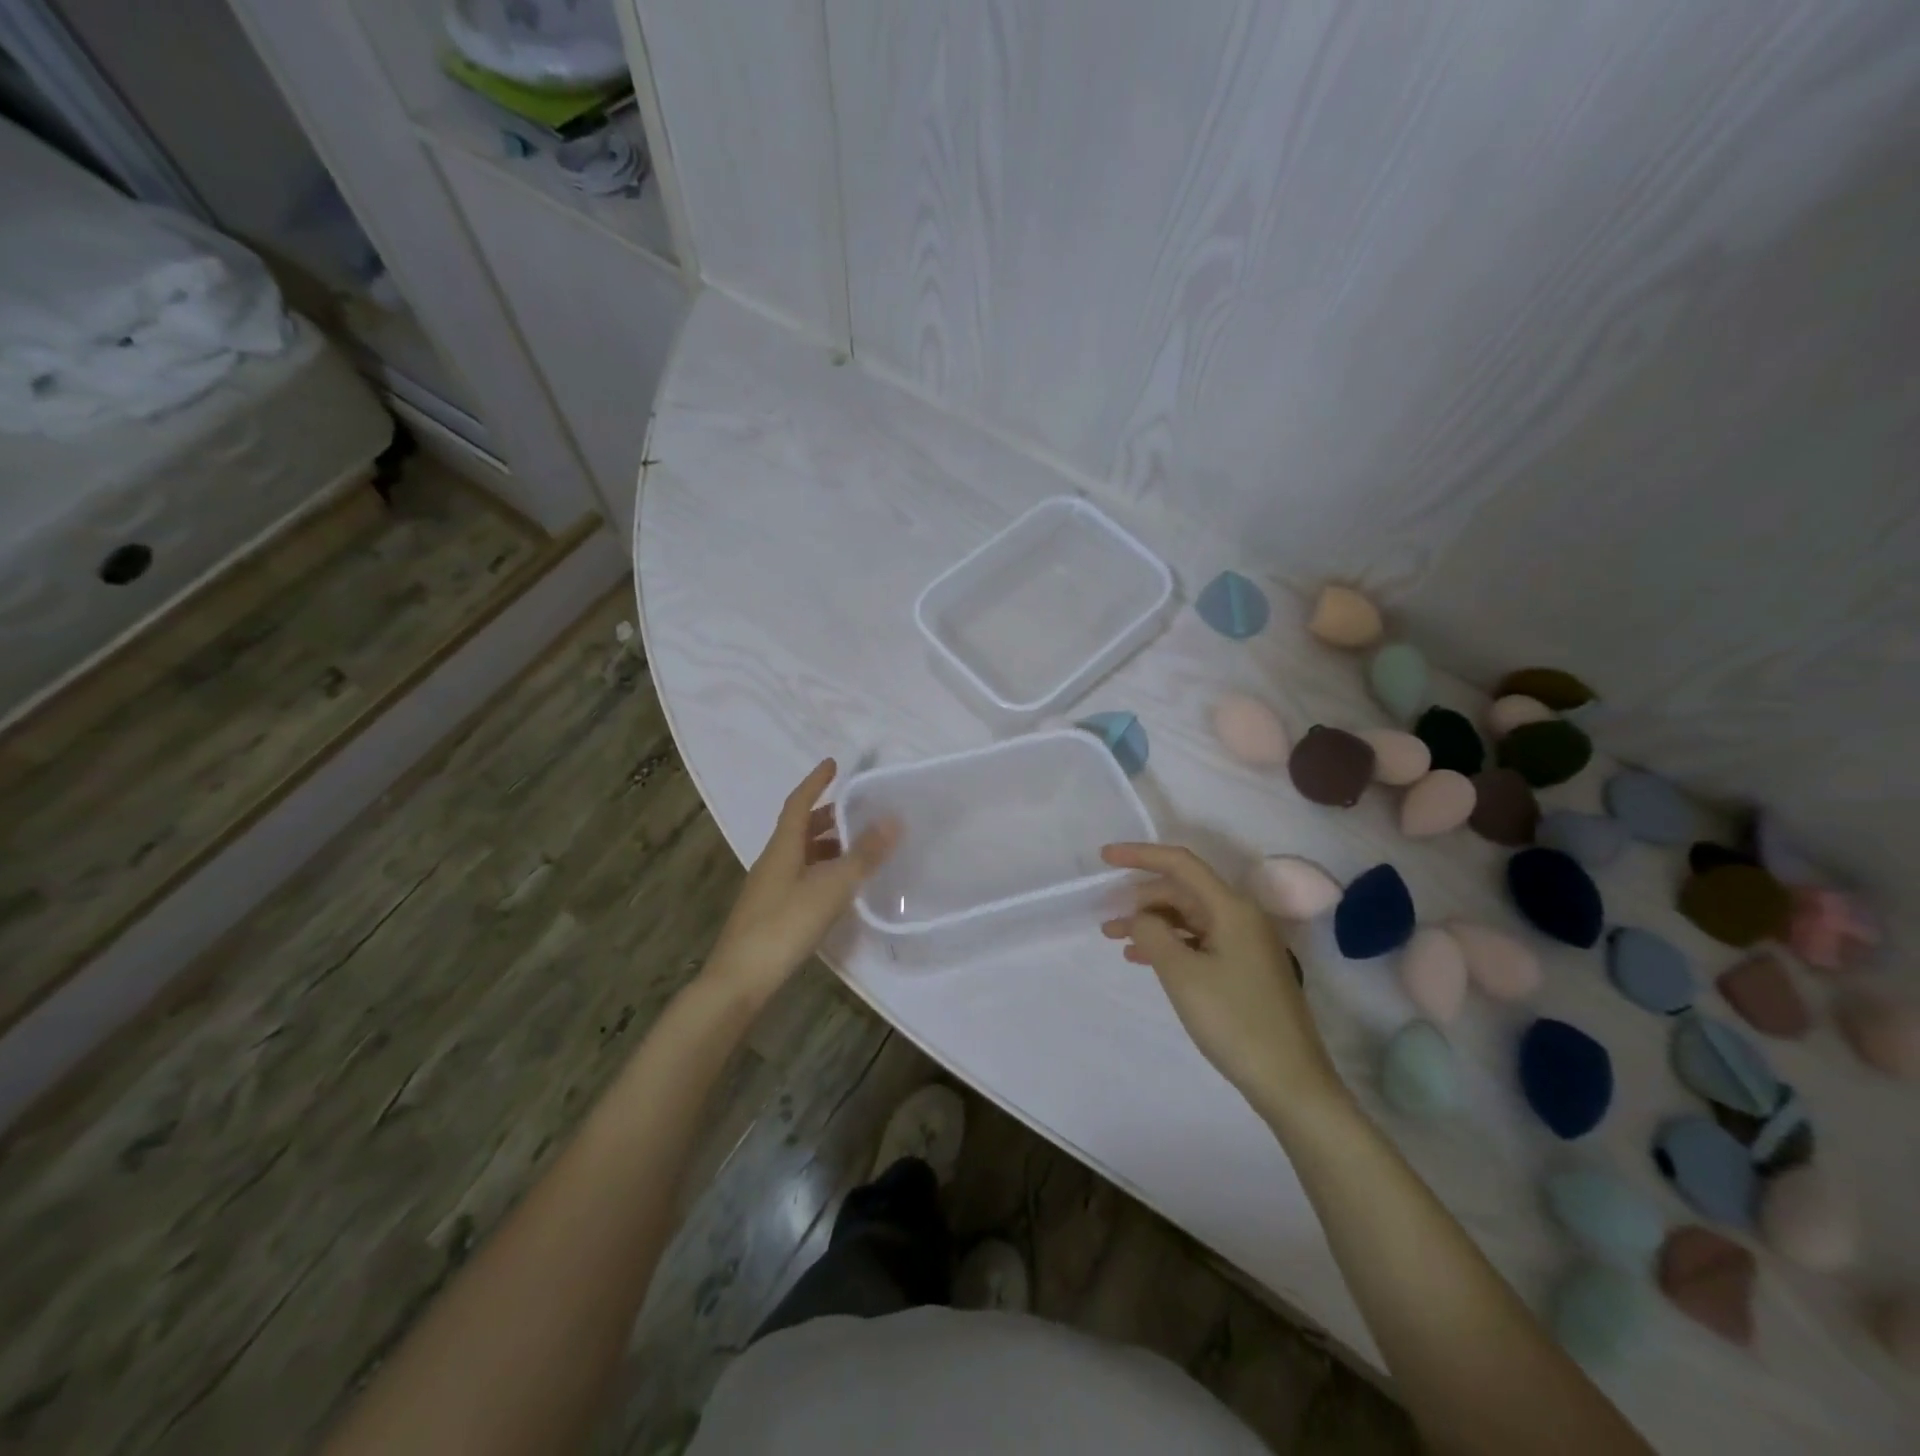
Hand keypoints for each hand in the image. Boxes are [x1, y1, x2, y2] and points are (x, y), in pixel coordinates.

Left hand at [705, 759, 897, 1007]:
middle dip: (828, 816)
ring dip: (827, 845)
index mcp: (782, 847)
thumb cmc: (785, 925)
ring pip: (801, 854)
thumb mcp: (831, 887)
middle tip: (858, 812)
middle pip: (800, 828)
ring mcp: (769, 888)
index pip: (799, 803)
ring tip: (858, 849)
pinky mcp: (771, 912)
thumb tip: (892, 820)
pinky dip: (822, 870)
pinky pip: (801, 876)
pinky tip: (839, 887)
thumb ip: (863, 855)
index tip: (833, 764)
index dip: (815, 782)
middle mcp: (773, 861)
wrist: (741, 979)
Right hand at [1101, 843, 1345, 1121]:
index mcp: (1231, 908)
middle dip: (1141, 898)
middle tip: (1106, 916)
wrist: (1291, 1082)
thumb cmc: (1234, 1020)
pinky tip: (1143, 958)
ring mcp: (1245, 944)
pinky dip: (1169, 944)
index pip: (1180, 864)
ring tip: (1115, 937)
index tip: (1104, 857)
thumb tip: (1140, 916)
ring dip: (1152, 923)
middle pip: (1183, 891)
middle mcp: (1241, 917)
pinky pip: (1199, 941)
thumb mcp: (1182, 974)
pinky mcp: (1244, 969)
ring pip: (1188, 918)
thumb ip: (1153, 933)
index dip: (1140, 855)